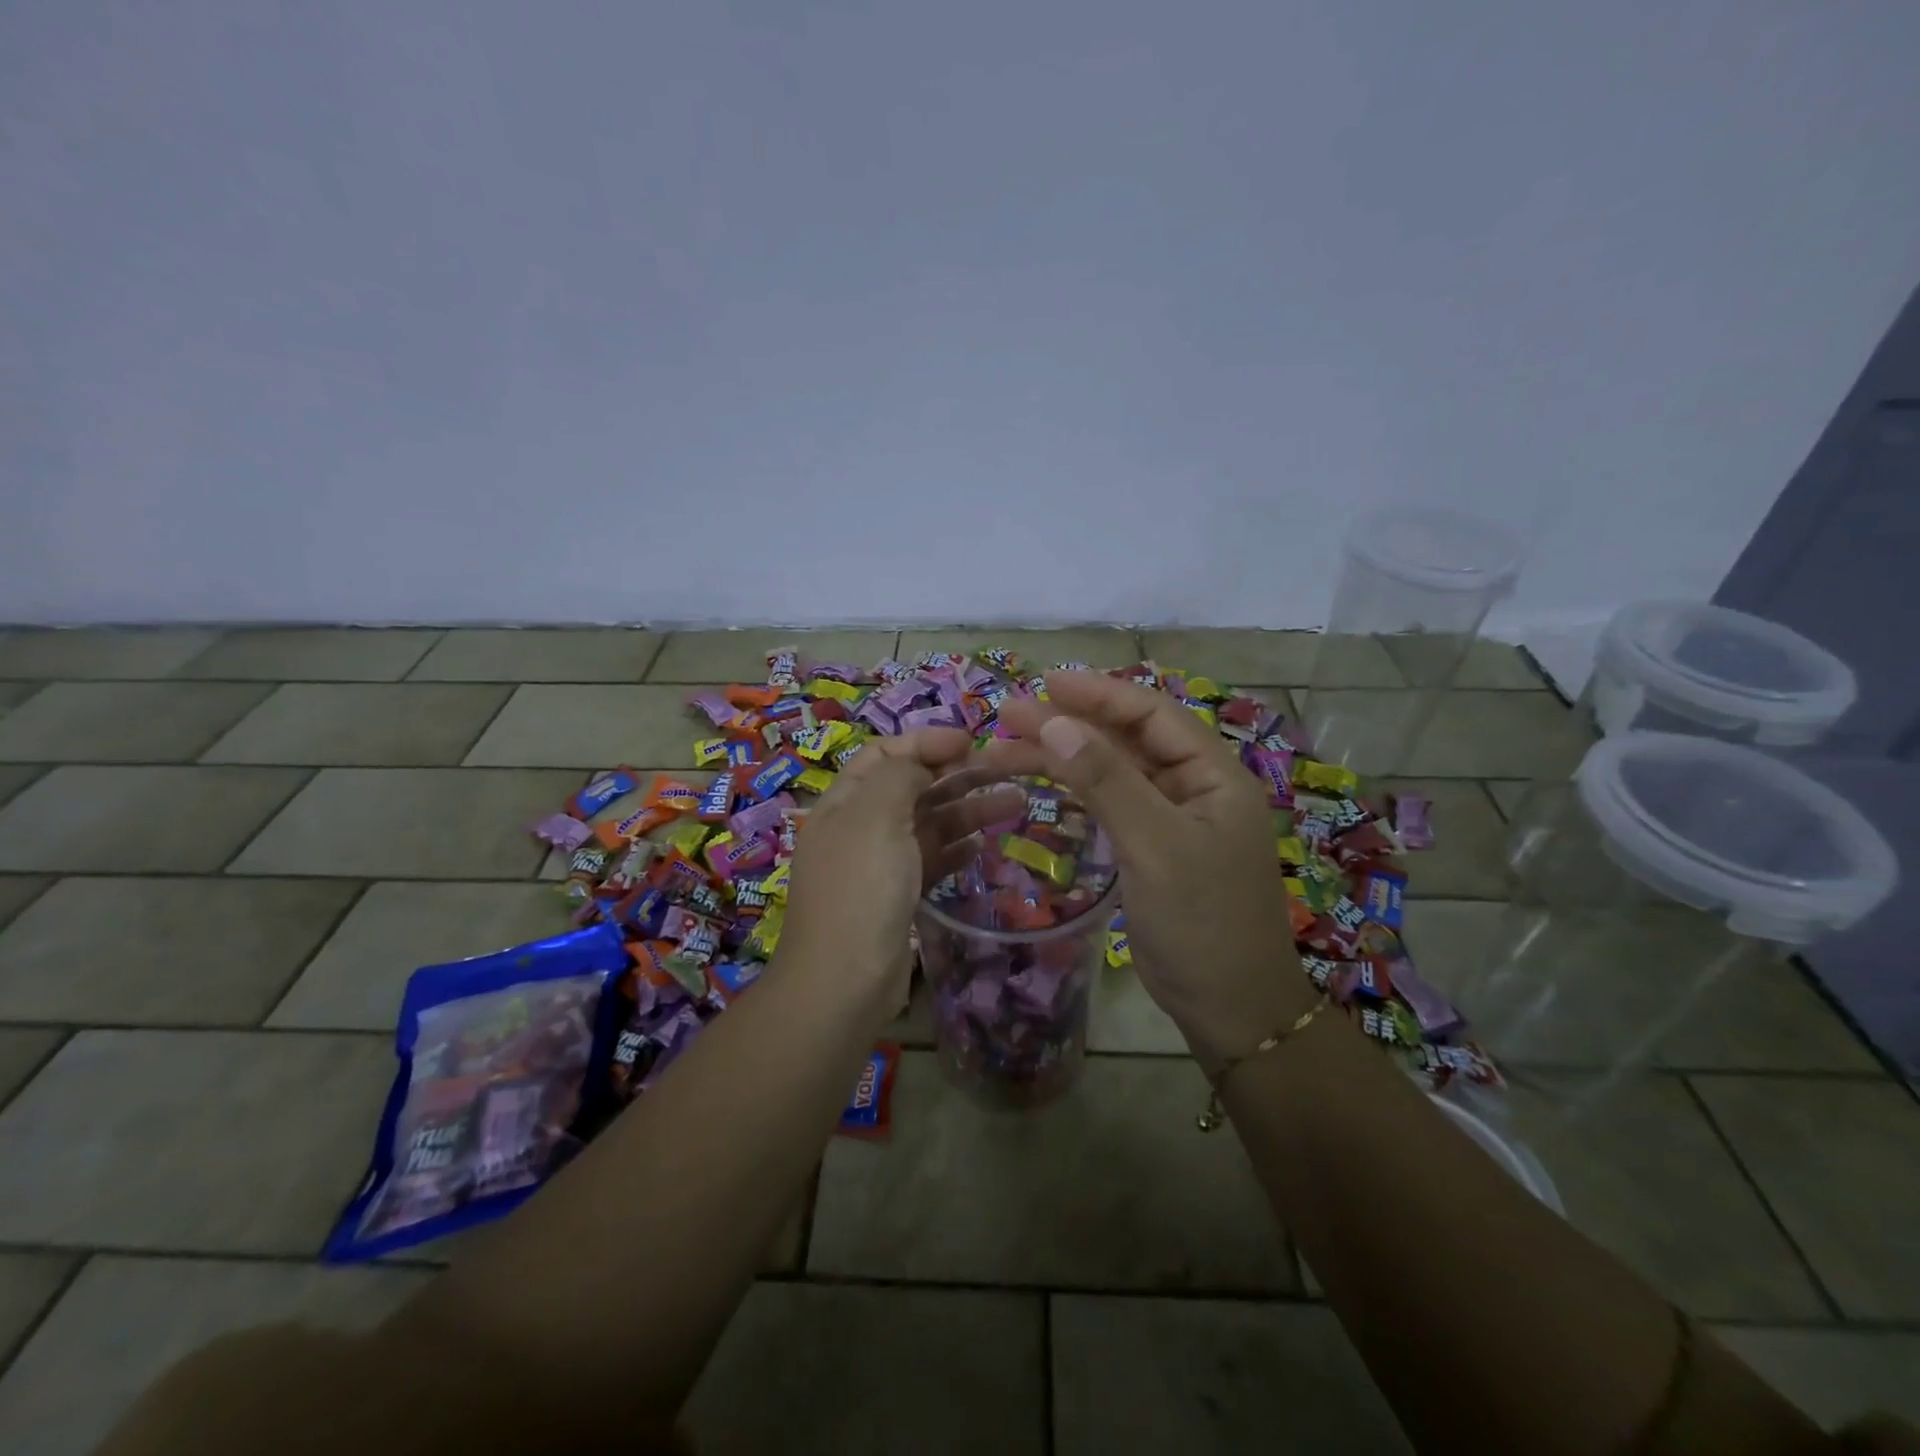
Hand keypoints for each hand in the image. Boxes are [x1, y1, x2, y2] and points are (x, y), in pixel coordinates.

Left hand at [781, 729, 1024, 1010]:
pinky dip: (957, 848)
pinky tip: (984, 845)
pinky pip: (932, 861)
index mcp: (844, 802)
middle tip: (1006, 771)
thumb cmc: (860, 889)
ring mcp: (879, 864)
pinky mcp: (898, 897)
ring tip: (1016, 803)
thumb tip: (921, 764)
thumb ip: (900, 776)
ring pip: (928, 824)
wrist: (844, 982)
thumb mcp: (876, 817)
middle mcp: (859, 827)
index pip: (884, 754)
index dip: (925, 741)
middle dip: (956, 774)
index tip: (970, 740)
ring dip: (968, 810)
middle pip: (912, 787)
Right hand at [991, 672, 1315, 1070]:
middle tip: (1009, 716)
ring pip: (1111, 773)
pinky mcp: (1149, 847)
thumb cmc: (1202, 922)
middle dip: (1069, 725)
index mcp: (1213, 775)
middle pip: (1125, 740)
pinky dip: (1073, 792)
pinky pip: (1108, 805)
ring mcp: (1170, 818)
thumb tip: (1055, 721)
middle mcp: (1193, 787)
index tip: (1044, 684)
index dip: (1098, 694)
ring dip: (1062, 758)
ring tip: (1004, 750)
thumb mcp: (1155, 845)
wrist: (1229, 1008)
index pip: (1152, 714)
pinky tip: (1039, 784)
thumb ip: (1107, 782)